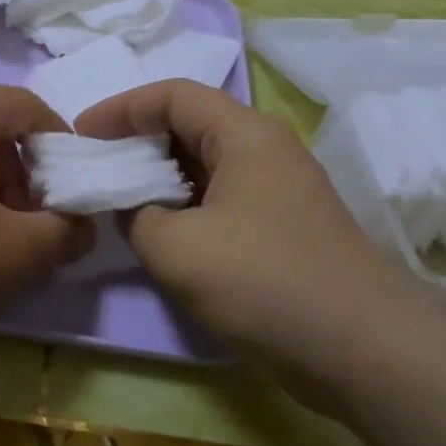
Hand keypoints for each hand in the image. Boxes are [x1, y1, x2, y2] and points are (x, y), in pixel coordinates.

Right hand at [76, 80, 436, 392]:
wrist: (364, 349)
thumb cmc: (264, 280)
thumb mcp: (176, 247)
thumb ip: (136, 215)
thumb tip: (133, 208)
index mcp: (244, 134)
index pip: (172, 96)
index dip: (121, 109)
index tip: (82, 136)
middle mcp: (264, 151)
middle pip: (189, 126)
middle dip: (137, 142)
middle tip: (96, 169)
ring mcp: (278, 192)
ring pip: (205, 167)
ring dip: (159, 179)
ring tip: (118, 202)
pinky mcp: (282, 230)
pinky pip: (221, 201)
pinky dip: (184, 208)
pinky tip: (160, 237)